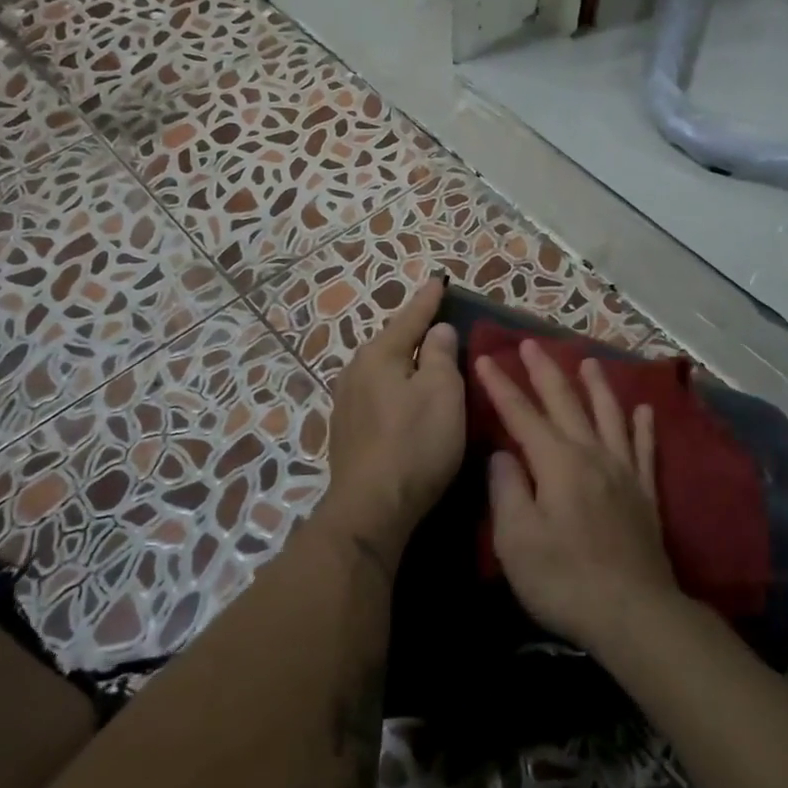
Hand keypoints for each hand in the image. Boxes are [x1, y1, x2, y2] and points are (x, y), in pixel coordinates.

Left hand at [325, 277, 465, 557]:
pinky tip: (403, 395)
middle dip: (412, 330)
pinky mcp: (346, 431)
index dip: (428, 300)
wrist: (371, 507)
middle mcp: (355, 371)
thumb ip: (440, 354)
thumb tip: (436, 330)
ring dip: (402, 361)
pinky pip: (376, 393)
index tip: (439, 280)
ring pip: (381, 369)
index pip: (409, 318)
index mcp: (379, 355)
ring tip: (422, 356)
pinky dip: (394, 386)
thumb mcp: (442, 392)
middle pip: (390, 342)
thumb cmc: (415, 443)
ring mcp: (346, 403)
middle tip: (436, 319)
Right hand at [475, 342, 679, 653]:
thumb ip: (506, 489)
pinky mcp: (645, 494)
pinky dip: (644, 427)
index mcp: (557, 462)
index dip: (501, 386)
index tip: (485, 358)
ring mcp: (623, 472)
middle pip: (566, 403)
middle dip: (545, 371)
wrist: (633, 613)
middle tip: (531, 343)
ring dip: (597, 385)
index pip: (522, 414)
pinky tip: (645, 410)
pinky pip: (645, 449)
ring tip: (589, 359)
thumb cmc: (564, 579)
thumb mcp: (515, 539)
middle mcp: (592, 455)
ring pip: (609, 415)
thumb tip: (504, 455)